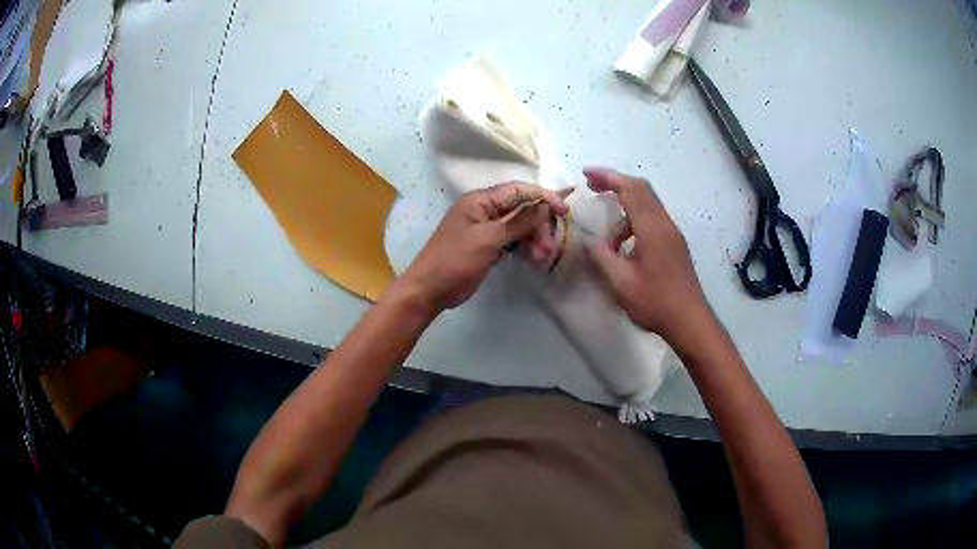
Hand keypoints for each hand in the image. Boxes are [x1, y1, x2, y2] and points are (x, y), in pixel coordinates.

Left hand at [394, 183, 568, 313]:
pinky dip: (523, 248)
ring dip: (533, 240)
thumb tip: (544, 206)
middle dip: (539, 226)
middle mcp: (484, 210)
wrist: (429, 290)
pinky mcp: (487, 245)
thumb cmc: (455, 261)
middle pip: (522, 209)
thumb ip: (518, 222)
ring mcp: (485, 228)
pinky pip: (511, 240)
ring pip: (519, 227)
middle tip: (548, 249)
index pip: (519, 190)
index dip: (544, 197)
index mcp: (481, 201)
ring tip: (541, 260)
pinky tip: (532, 261)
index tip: (565, 211)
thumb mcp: (488, 239)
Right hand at [583, 168, 712, 348]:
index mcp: (652, 227)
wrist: (690, 321)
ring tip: (607, 244)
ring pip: (647, 207)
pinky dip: (634, 224)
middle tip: (592, 186)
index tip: (586, 173)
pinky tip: (625, 248)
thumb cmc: (655, 301)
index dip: (608, 177)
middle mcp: (665, 224)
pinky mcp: (675, 246)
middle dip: (615, 184)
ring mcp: (673, 234)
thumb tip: (590, 242)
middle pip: (641, 190)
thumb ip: (602, 257)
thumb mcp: (620, 282)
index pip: (630, 189)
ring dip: (624, 214)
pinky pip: (652, 221)